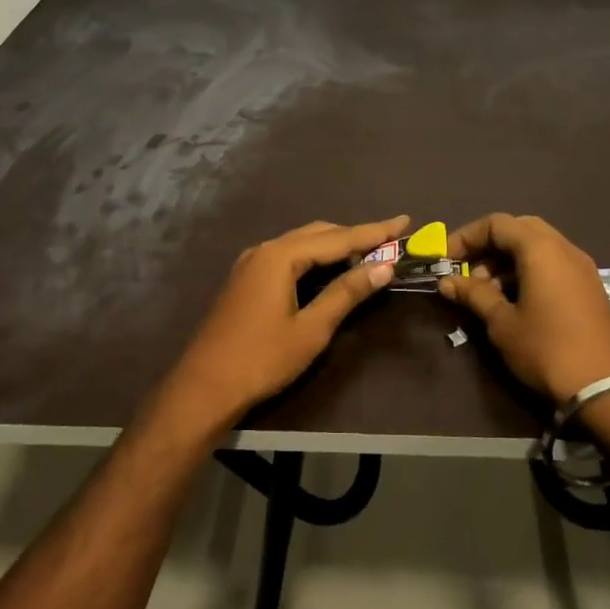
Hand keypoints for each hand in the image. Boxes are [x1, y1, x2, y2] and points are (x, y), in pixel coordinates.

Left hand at [156, 215, 408, 435]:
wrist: (204, 387)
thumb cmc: (262, 359)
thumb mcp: (311, 329)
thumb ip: (347, 293)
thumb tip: (383, 266)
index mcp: (280, 256)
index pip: (338, 238)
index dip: (374, 231)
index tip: (404, 221)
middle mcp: (264, 249)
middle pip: (318, 233)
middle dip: (355, 235)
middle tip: (391, 239)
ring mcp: (251, 263)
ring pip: (301, 243)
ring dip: (335, 245)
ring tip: (369, 252)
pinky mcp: (245, 279)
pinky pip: (287, 256)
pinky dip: (314, 257)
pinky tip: (330, 269)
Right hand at [438, 213, 609, 404]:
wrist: (606, 389)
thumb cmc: (547, 349)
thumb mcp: (502, 323)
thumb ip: (474, 295)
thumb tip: (447, 281)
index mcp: (541, 250)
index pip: (497, 223)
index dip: (466, 237)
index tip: (446, 260)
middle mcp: (564, 249)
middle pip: (519, 229)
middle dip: (488, 246)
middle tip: (467, 271)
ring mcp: (582, 268)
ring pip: (537, 247)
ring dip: (507, 260)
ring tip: (486, 293)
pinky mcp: (589, 288)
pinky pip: (553, 264)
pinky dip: (528, 271)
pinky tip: (514, 301)